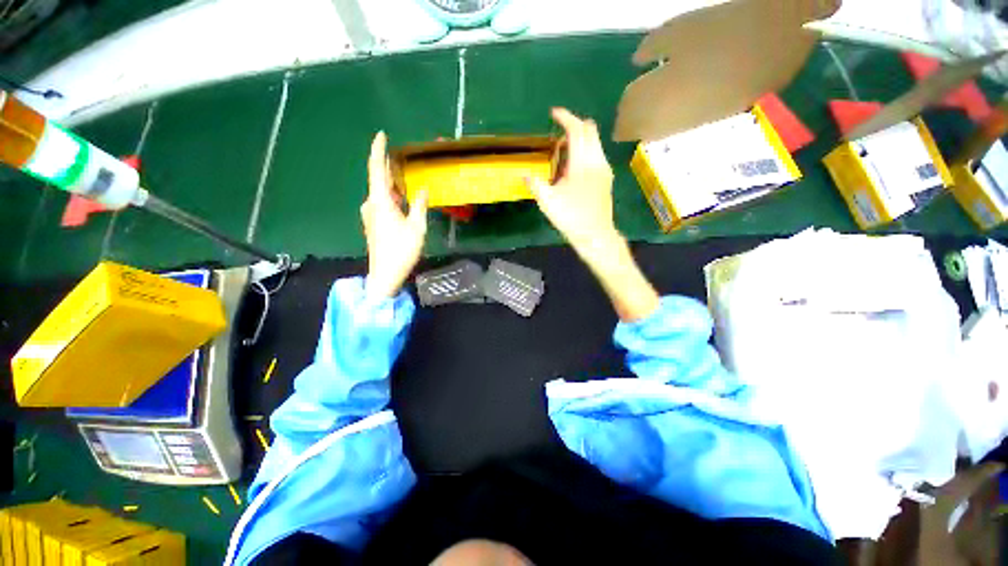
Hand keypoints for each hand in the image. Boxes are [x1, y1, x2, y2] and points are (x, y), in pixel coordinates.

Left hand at [362, 131, 427, 298]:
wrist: (385, 274)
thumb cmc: (402, 250)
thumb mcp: (417, 227)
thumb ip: (419, 206)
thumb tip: (422, 190)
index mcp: (380, 201)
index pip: (377, 169)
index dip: (379, 151)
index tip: (381, 135)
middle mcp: (371, 204)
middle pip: (379, 180)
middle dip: (389, 167)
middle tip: (400, 157)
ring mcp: (370, 214)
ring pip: (381, 192)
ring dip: (392, 184)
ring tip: (405, 176)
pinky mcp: (373, 223)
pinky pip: (382, 203)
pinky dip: (391, 196)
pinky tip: (401, 198)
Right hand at [525, 108, 617, 249]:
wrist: (596, 235)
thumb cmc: (571, 217)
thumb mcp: (548, 201)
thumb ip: (535, 184)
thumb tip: (524, 174)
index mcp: (582, 163)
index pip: (577, 130)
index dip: (565, 117)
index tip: (553, 113)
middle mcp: (597, 160)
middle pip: (590, 130)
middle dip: (574, 125)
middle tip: (557, 134)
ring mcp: (604, 169)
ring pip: (594, 142)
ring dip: (579, 139)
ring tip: (562, 153)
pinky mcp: (606, 178)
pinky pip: (596, 154)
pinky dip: (585, 151)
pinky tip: (573, 168)